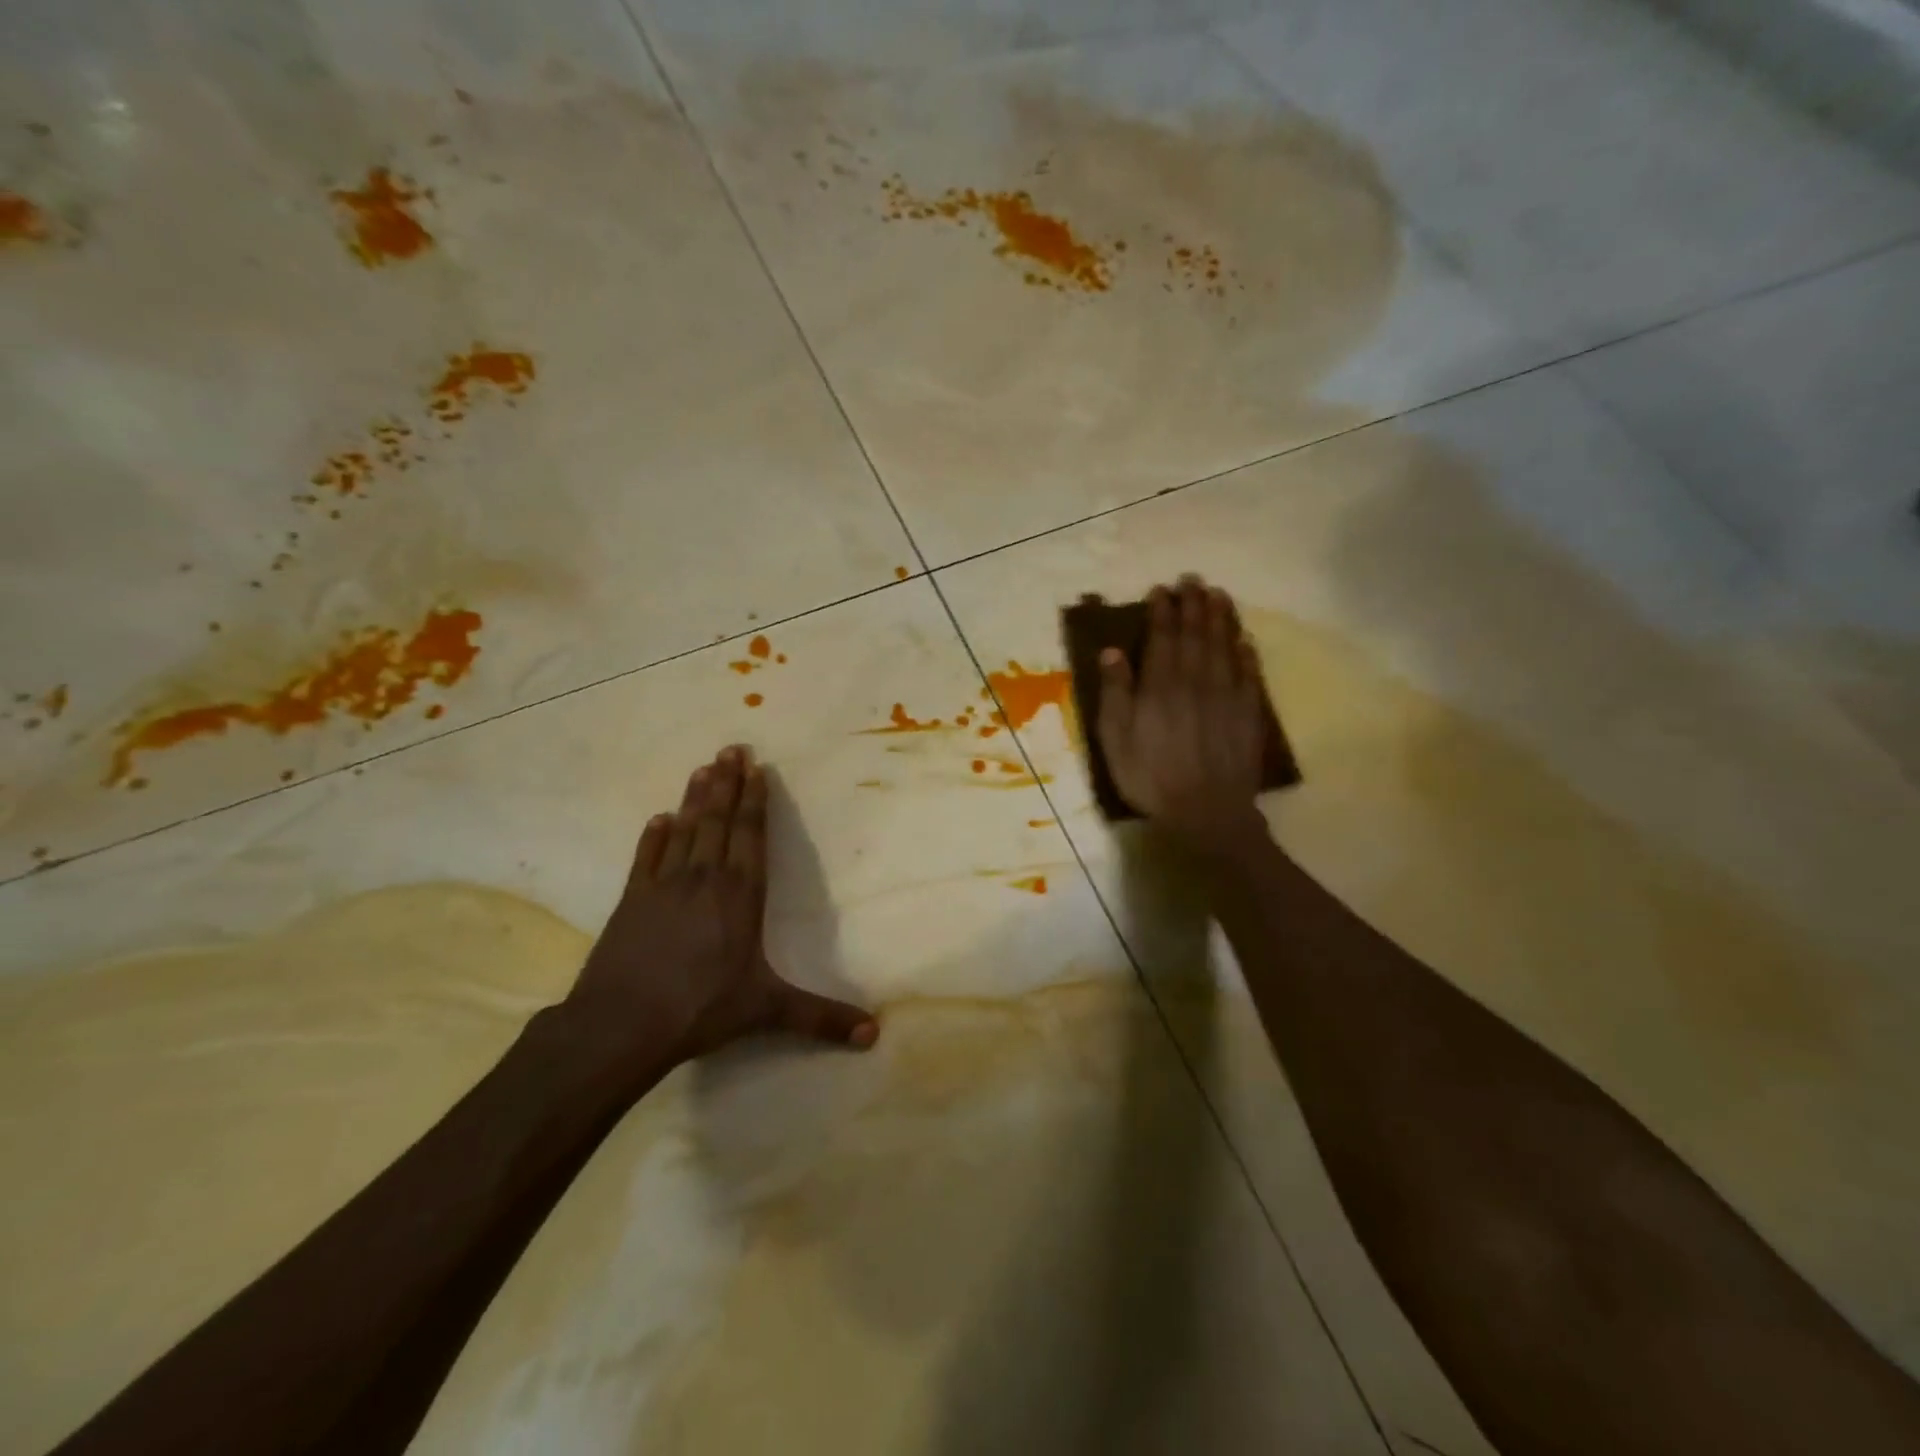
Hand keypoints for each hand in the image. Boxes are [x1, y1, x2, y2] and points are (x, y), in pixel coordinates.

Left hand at [565, 746, 876, 1082]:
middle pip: (718, 822)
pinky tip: (658, 818)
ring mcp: (663, 886)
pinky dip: (653, 837)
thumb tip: (875, 1034)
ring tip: (703, 768)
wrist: (620, 1025)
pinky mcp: (630, 901)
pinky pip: (646, 858)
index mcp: (740, 896)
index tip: (756, 769)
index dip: (755, 801)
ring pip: (685, 830)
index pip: (750, 837)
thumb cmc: (700, 1009)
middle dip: (727, 784)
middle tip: (731, 748)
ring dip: (695, 798)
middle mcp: (704, 879)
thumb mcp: (767, 1011)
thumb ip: (820, 1018)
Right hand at [1097, 576, 1271, 853]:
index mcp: (1160, 685)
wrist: (1207, 810)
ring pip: (1224, 645)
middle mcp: (1195, 680)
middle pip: (1196, 633)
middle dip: (1193, 604)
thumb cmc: (1150, 776)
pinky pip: (1249, 672)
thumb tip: (1112, 652)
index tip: (1161, 590)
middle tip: (1193, 580)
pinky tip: (1243, 639)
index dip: (1162, 611)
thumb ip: (1115, 693)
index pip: (1162, 637)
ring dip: (1221, 618)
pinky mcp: (1247, 712)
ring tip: (1219, 595)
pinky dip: (1245, 652)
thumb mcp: (1116, 739)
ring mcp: (1226, 694)